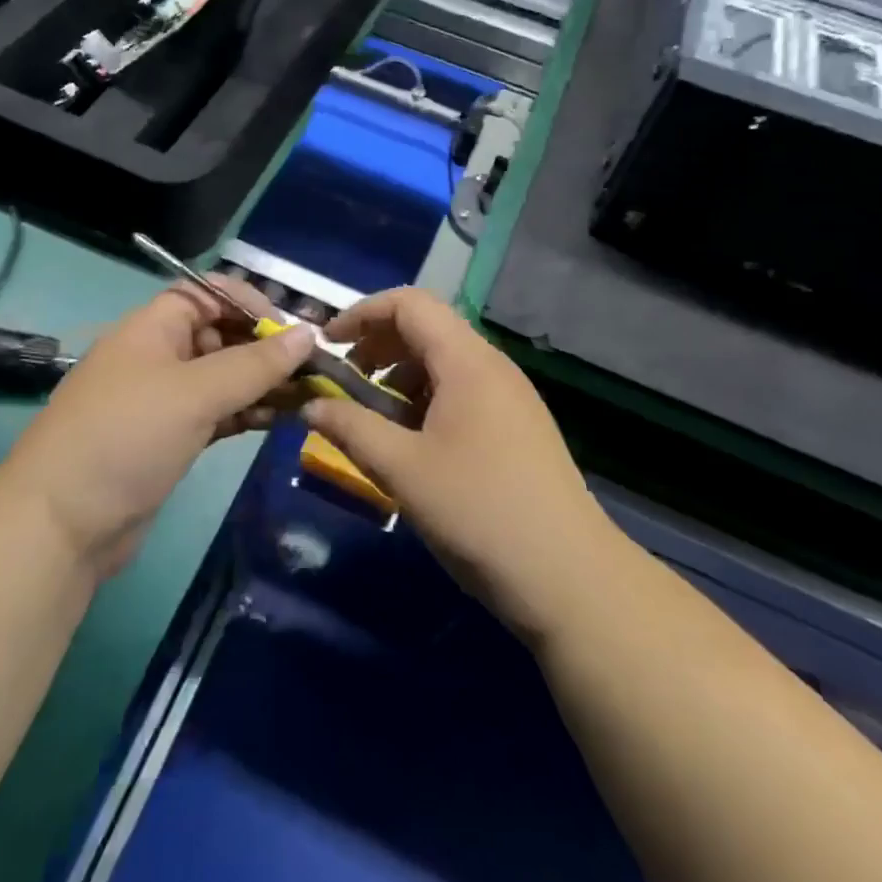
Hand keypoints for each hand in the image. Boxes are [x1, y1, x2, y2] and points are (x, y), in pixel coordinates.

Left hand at [1, 276, 314, 580]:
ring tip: (307, 397)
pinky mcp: (170, 438)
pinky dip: (247, 412)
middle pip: (220, 334)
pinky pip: (217, 411)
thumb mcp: (195, 393)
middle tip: (311, 370)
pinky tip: (280, 420)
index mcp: (153, 326)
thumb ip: (255, 364)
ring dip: (262, 383)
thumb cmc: (127, 437)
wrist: (60, 526)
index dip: (250, 303)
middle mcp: (159, 354)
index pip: (208, 293)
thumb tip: (309, 333)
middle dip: (264, 347)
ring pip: (223, 376)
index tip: (291, 331)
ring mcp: (163, 399)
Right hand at [302, 288, 614, 645]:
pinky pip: (463, 390)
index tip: (329, 344)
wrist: (570, 578)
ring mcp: (511, 395)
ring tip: (376, 419)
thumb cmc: (479, 512)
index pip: (409, 303)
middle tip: (346, 382)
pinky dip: (427, 399)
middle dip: (378, 345)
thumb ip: (351, 428)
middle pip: (427, 327)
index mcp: (467, 360)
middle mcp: (492, 365)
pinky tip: (414, 443)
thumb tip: (311, 404)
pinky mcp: (518, 426)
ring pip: (445, 361)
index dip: (362, 313)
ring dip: (402, 376)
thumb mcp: (402, 470)